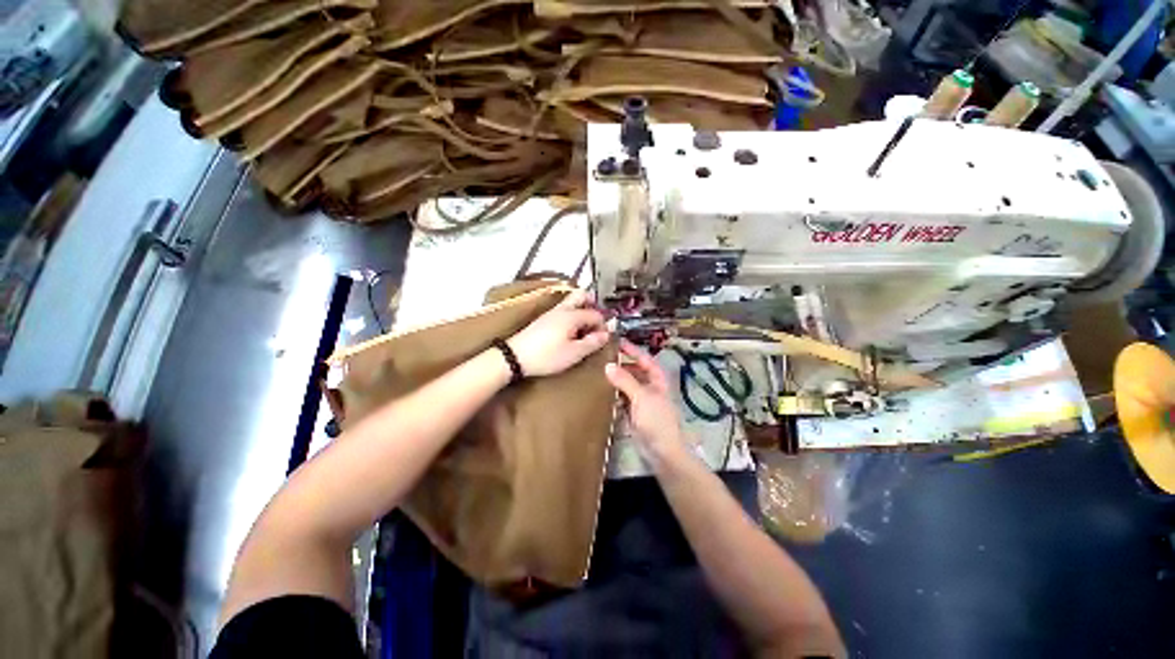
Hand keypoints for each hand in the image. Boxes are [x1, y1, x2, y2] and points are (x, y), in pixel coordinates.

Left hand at [508, 289, 609, 376]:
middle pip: (580, 296)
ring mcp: (551, 313)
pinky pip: (563, 311)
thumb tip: (606, 335)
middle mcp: (562, 309)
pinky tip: (571, 332)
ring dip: (582, 311)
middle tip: (596, 323)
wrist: (514, 357)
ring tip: (585, 331)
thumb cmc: (547, 356)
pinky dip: (572, 317)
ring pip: (571, 303)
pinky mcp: (543, 320)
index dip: (603, 325)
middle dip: (592, 305)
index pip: (595, 314)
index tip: (603, 338)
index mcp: (572, 315)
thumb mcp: (574, 353)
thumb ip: (592, 342)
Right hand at [604, 339, 686, 457]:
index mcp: (657, 380)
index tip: (618, 342)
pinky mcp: (633, 413)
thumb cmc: (656, 420)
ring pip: (627, 384)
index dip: (633, 350)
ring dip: (616, 378)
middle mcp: (650, 387)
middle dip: (622, 364)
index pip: (645, 359)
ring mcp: (641, 400)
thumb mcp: (641, 397)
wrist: (661, 451)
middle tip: (604, 356)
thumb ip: (625, 380)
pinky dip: (613, 393)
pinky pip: (622, 398)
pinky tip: (601, 389)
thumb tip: (608, 365)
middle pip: (635, 371)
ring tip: (599, 370)